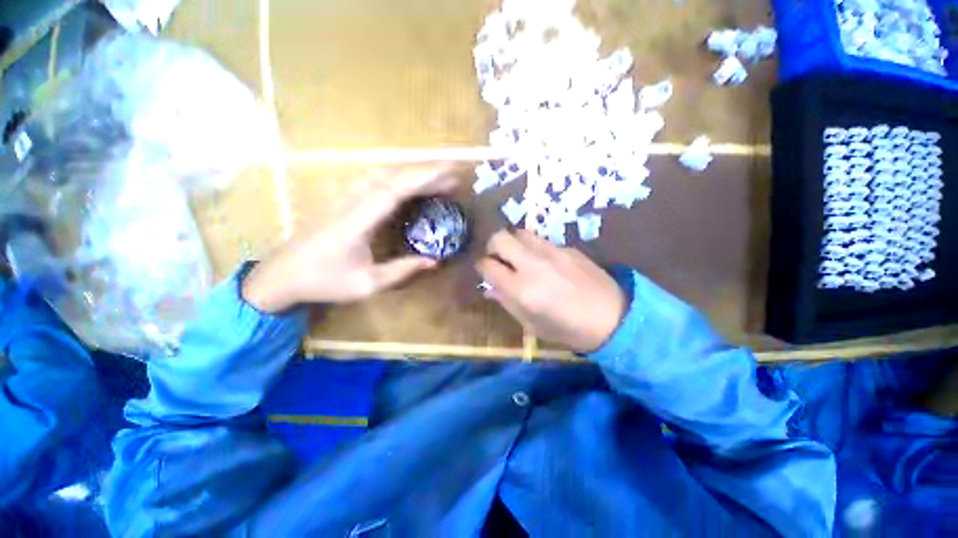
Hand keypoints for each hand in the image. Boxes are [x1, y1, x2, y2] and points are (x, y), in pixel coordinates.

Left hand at [243, 165, 458, 312]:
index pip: (394, 190)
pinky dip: (396, 177)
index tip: (448, 173)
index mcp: (356, 222)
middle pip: (390, 176)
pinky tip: (408, 183)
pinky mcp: (342, 200)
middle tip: (452, 176)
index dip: (423, 179)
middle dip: (424, 172)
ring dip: (410, 172)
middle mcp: (350, 202)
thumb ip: (401, 271)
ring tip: (436, 178)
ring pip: (381, 173)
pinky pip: (373, 180)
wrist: (281, 275)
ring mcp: (344, 198)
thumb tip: (433, 261)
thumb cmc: (323, 282)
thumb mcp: (366, 284)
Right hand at [476, 229, 625, 352]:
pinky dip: (534, 248)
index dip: (482, 267)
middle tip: (499, 259)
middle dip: (493, 246)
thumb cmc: (568, 329)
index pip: (488, 265)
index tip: (486, 271)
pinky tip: (545, 263)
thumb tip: (489, 288)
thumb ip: (507, 303)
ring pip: (520, 233)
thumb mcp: (532, 324)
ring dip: (513, 243)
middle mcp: (532, 264)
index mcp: (520, 288)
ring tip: (520, 257)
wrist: (614, 317)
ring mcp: (551, 252)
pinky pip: (541, 240)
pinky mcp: (567, 247)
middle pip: (500, 238)